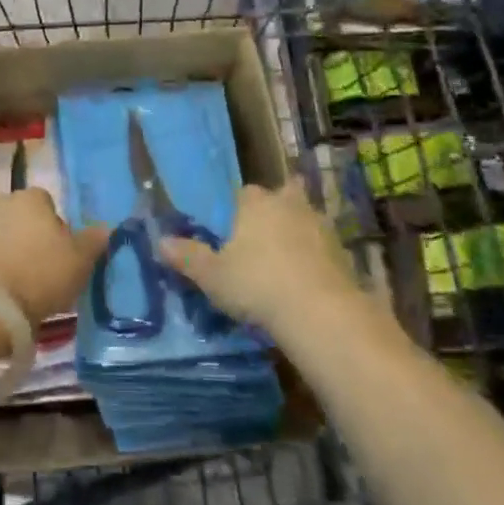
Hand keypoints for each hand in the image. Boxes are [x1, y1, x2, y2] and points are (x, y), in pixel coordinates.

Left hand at [0, 188, 108, 322]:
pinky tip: (5, 294)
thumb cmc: (39, 273)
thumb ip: (94, 241)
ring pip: (6, 239)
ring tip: (26, 288)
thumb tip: (104, 228)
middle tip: (47, 271)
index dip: (59, 228)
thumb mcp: (80, 260)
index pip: (50, 204)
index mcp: (32, 197)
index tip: (65, 254)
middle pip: (26, 220)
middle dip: (34, 240)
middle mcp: (3, 203)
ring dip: (14, 256)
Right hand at [159, 181, 371, 338]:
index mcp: (256, 203)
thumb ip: (188, 257)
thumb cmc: (257, 284)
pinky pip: (324, 248)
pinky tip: (308, 280)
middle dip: (278, 208)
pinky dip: (317, 258)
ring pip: (307, 219)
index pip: (245, 193)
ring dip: (300, 232)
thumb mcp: (212, 276)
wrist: (319, 311)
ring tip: (286, 259)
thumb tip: (160, 241)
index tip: (234, 229)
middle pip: (285, 194)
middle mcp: (289, 205)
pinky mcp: (343, 253)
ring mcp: (320, 227)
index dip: (240, 208)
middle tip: (267, 234)